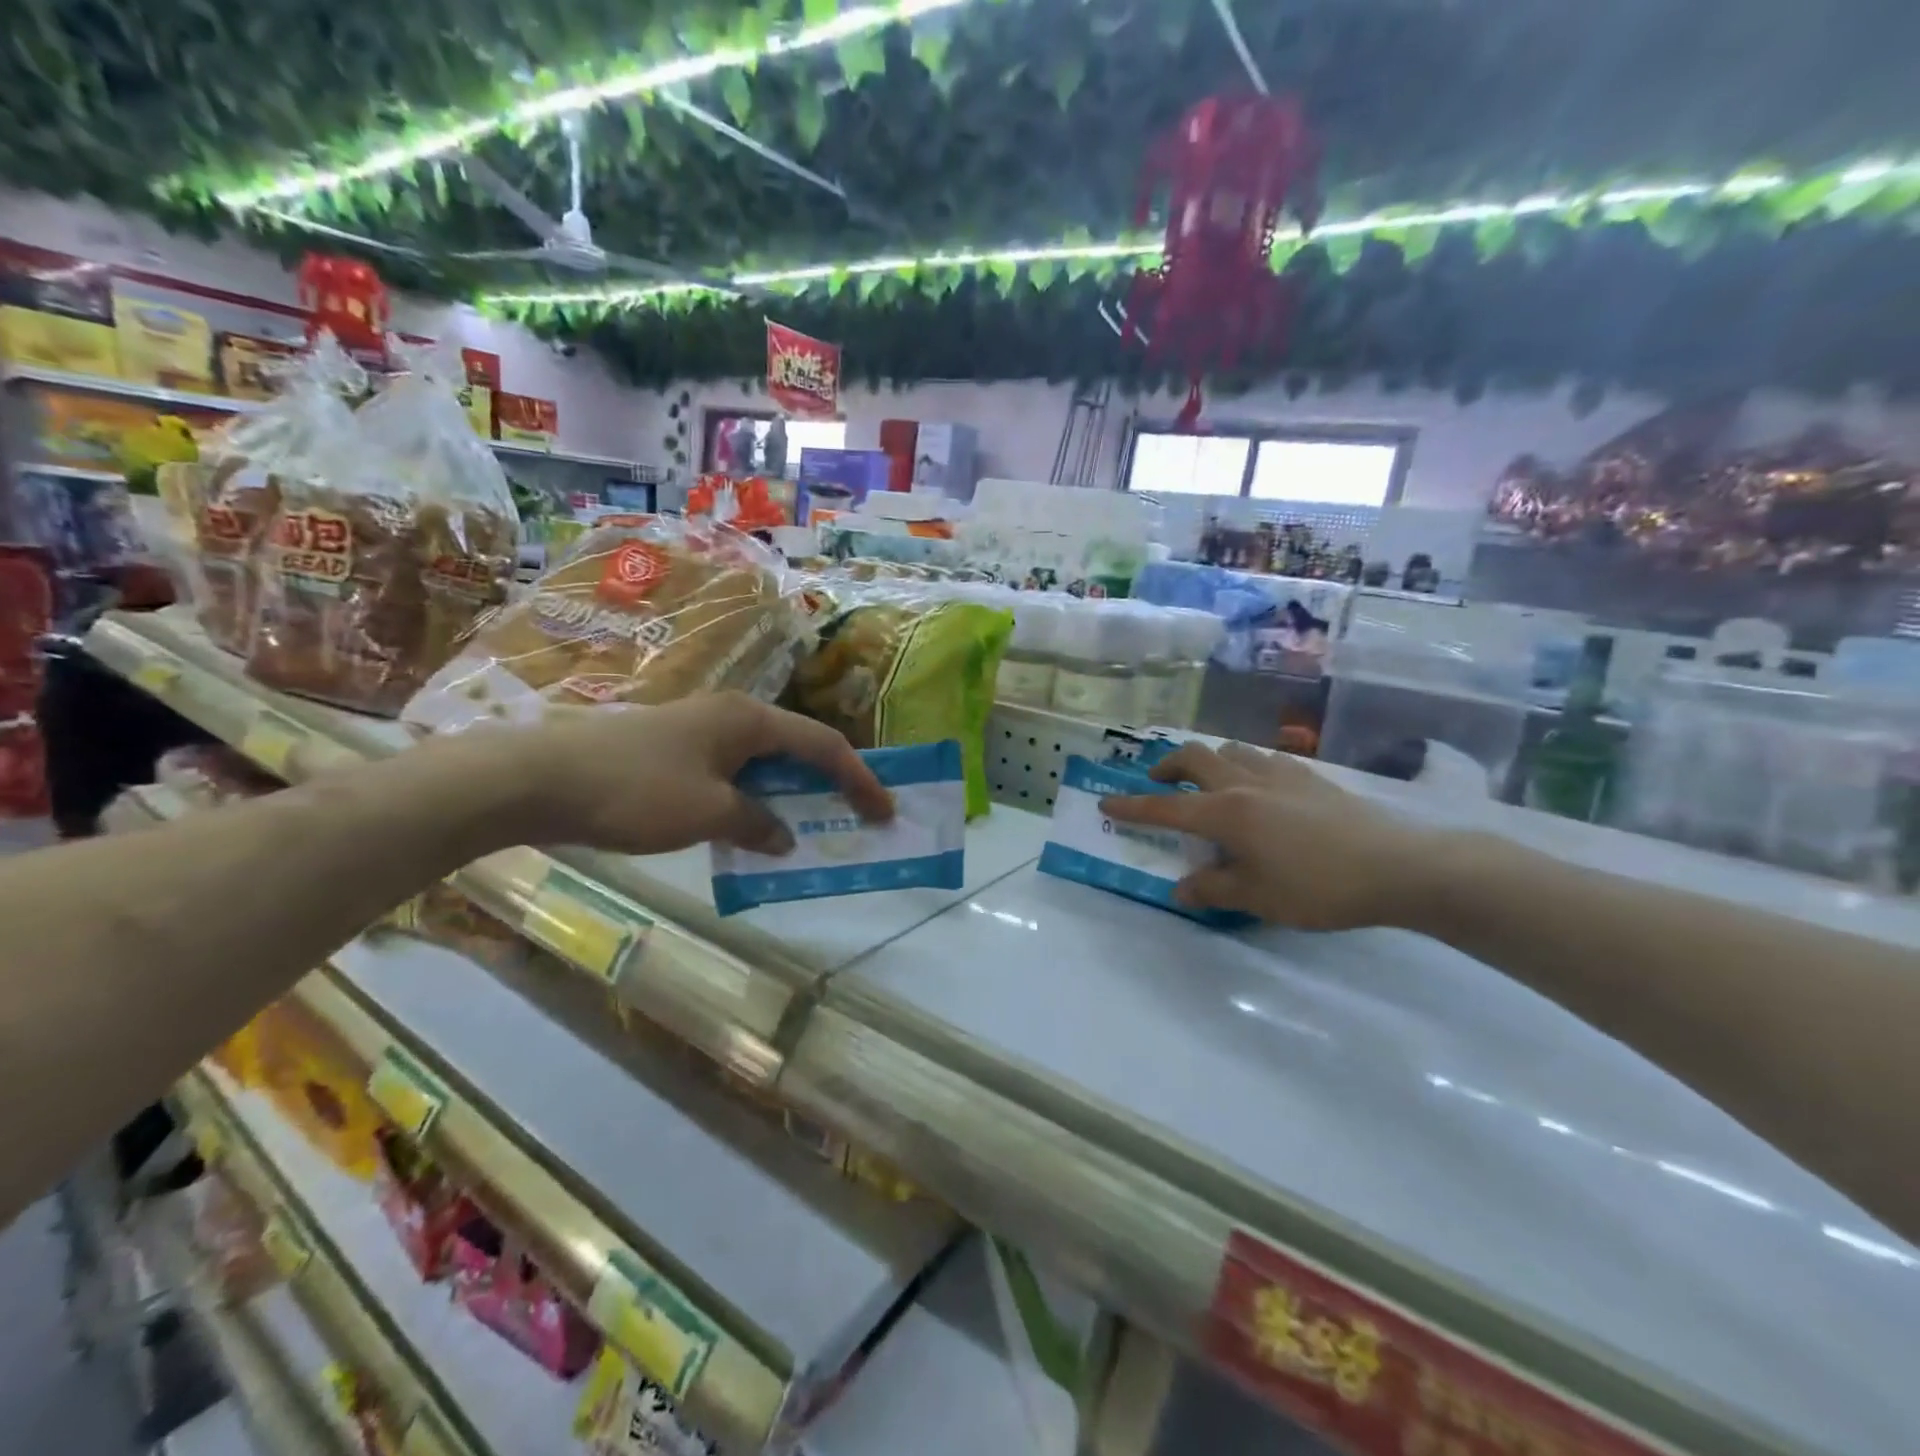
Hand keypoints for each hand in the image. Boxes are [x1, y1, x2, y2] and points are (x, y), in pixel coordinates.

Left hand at [469, 693, 891, 856]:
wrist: (537, 779)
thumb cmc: (636, 790)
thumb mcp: (708, 814)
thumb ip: (757, 824)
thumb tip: (783, 835)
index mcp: (749, 720)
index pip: (823, 745)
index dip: (860, 778)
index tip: (885, 811)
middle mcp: (730, 715)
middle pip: (797, 748)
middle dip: (830, 783)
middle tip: (855, 817)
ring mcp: (699, 730)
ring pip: (763, 762)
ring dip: (790, 795)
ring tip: (810, 827)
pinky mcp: (673, 750)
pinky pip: (732, 773)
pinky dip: (753, 800)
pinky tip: (750, 828)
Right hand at [1099, 741, 1430, 930]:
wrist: (1398, 866)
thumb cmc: (1319, 887)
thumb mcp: (1257, 898)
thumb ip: (1212, 889)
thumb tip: (1180, 889)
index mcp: (1226, 812)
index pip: (1166, 807)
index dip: (1132, 806)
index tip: (1106, 802)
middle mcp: (1245, 783)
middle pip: (1194, 757)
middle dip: (1167, 767)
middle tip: (1159, 784)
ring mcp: (1280, 774)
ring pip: (1230, 750)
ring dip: (1208, 760)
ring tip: (1208, 783)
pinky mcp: (1310, 776)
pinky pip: (1263, 759)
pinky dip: (1245, 765)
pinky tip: (1259, 788)